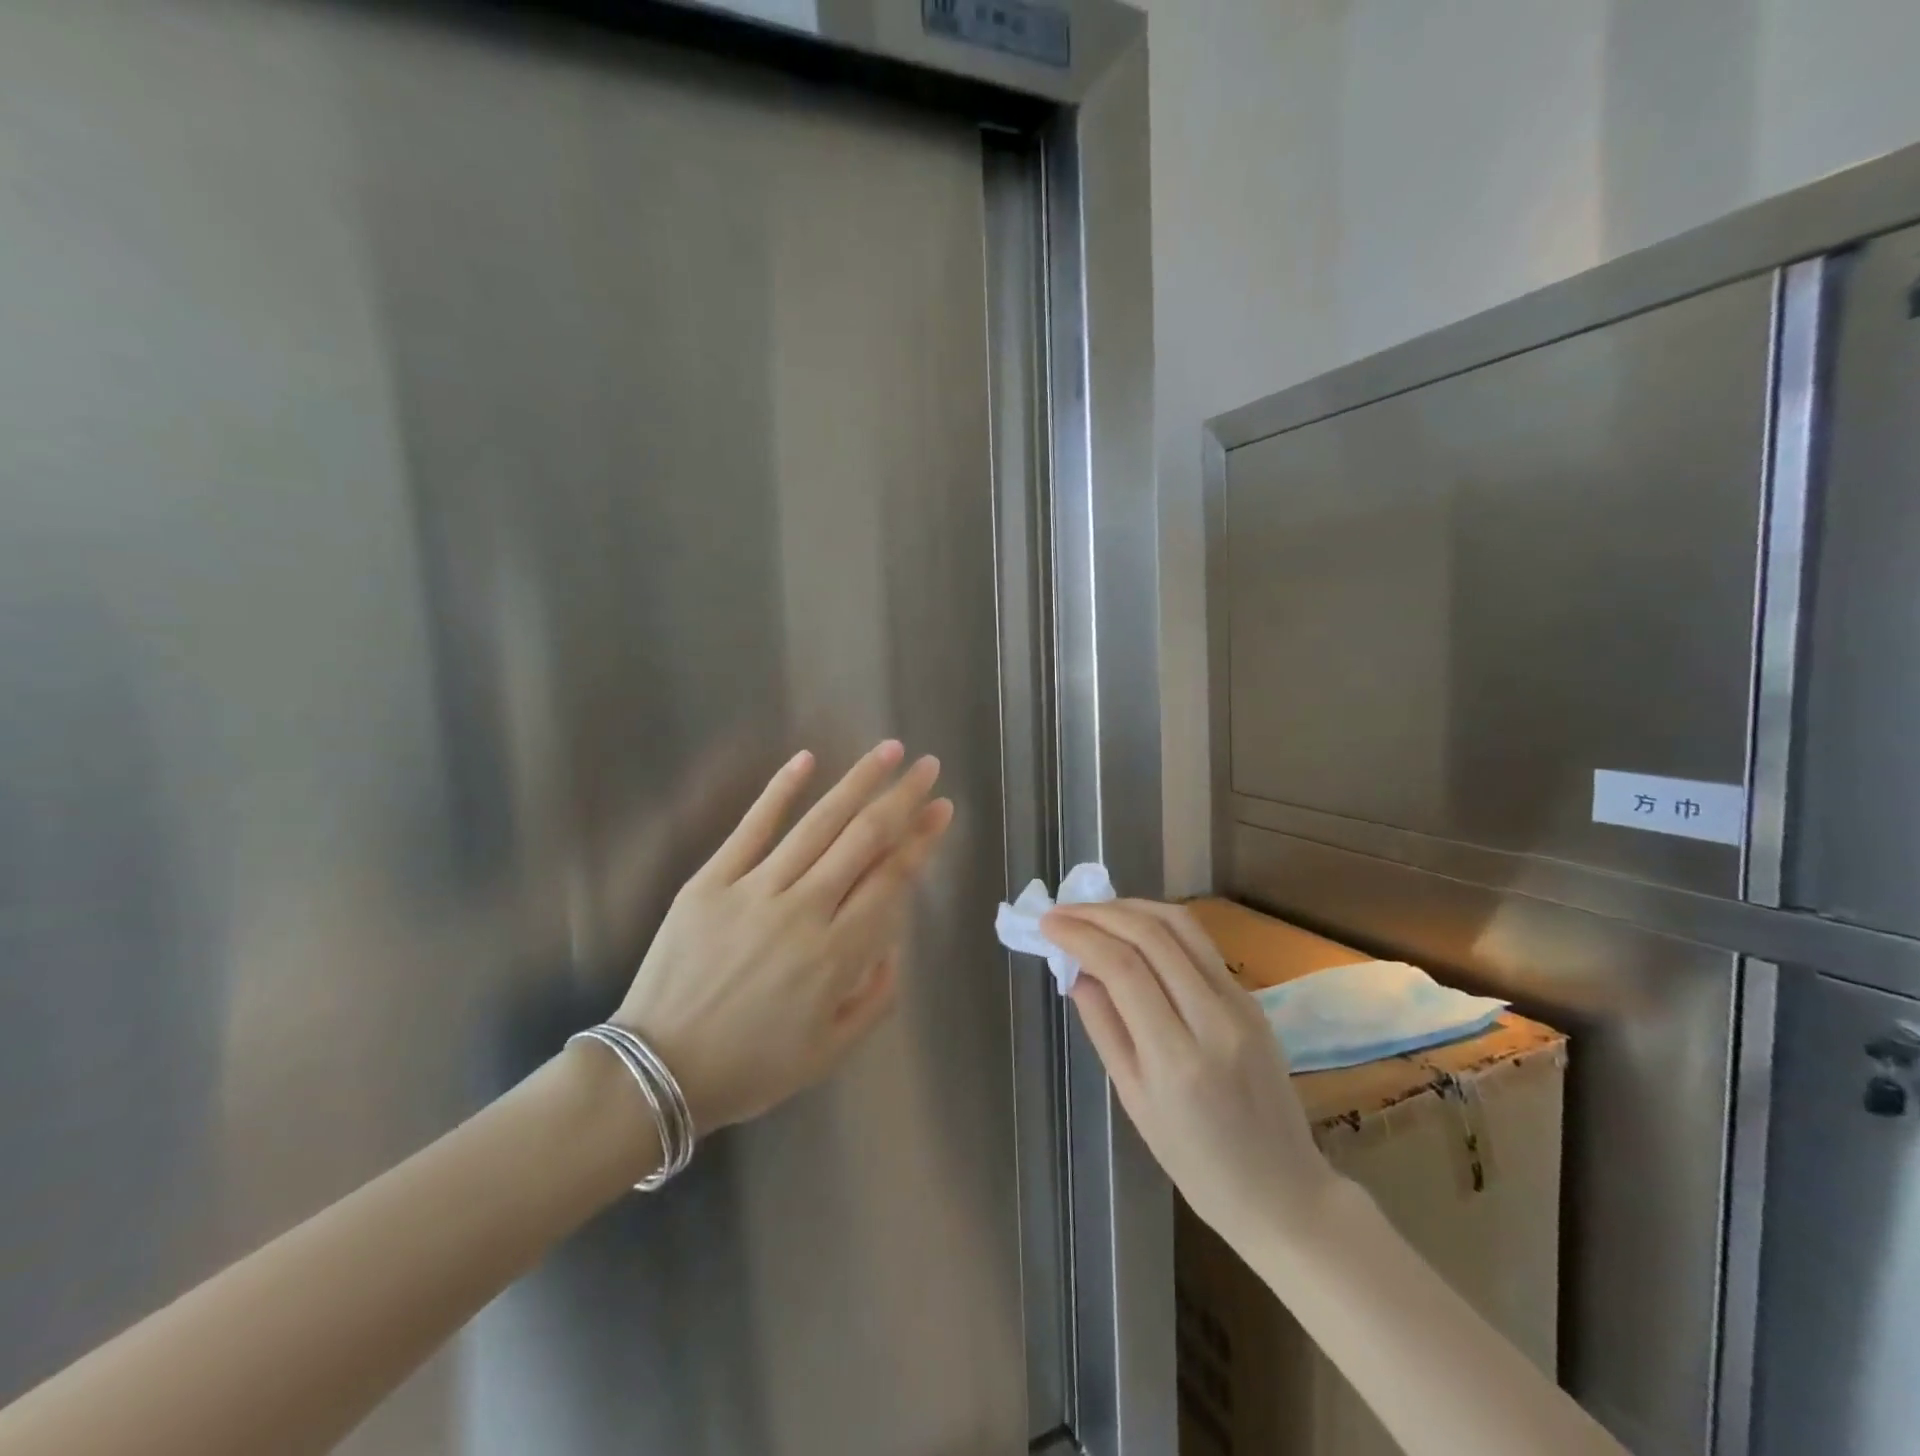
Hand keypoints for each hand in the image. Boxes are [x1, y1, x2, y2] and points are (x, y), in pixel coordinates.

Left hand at [613, 741, 951, 1132]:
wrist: (656, 1073)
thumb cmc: (751, 1067)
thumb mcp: (831, 1051)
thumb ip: (877, 995)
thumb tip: (894, 940)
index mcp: (836, 955)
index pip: (891, 880)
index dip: (921, 841)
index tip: (942, 809)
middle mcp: (804, 911)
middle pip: (864, 840)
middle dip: (902, 799)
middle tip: (928, 767)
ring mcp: (755, 890)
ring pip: (818, 824)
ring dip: (858, 783)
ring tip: (889, 750)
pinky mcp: (711, 881)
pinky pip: (752, 827)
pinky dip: (780, 790)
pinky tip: (807, 759)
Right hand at [1043, 900, 1336, 1246]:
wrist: (1283, 1190)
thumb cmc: (1196, 1163)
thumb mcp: (1134, 1101)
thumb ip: (1103, 1027)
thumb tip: (1076, 971)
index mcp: (1177, 1058)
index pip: (1122, 969)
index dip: (1080, 936)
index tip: (1047, 924)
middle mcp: (1213, 1018)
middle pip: (1151, 936)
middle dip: (1099, 913)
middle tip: (1062, 912)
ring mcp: (1240, 1003)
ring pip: (1181, 926)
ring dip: (1131, 908)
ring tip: (1093, 911)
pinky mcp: (1252, 998)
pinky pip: (1199, 944)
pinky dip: (1158, 925)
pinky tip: (1132, 930)